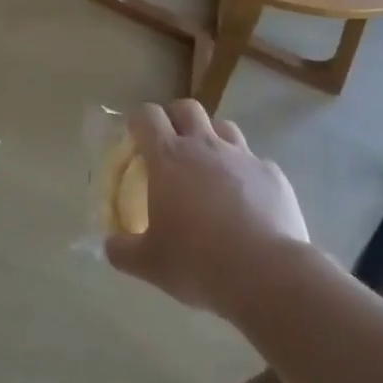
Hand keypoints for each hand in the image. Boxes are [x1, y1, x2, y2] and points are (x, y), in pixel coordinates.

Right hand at [104, 100, 309, 318]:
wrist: (268, 275)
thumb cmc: (199, 262)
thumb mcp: (150, 264)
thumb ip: (123, 250)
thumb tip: (110, 245)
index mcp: (168, 157)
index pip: (147, 116)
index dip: (139, 121)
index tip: (135, 137)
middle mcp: (204, 145)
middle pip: (186, 108)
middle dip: (175, 118)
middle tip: (171, 144)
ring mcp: (242, 156)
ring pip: (224, 127)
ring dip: (212, 138)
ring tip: (209, 166)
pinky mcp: (272, 174)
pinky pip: (255, 162)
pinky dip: (245, 172)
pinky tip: (246, 199)